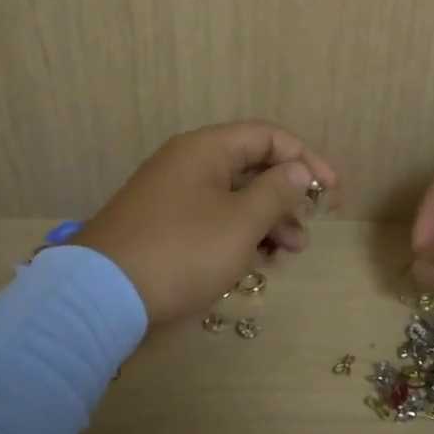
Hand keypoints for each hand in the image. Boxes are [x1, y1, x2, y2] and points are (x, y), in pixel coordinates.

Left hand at [73, 121, 338, 326]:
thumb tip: (297, 172)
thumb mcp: (240, 222)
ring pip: (235, 198)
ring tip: (290, 253)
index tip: (331, 192)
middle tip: (309, 228)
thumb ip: (276, 192)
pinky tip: (259, 262)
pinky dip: (240, 236)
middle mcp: (189, 164)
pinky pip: (214, 220)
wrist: (101, 296)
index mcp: (206, 149)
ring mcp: (174, 196)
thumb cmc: (182, 251)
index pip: (268, 137)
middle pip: (252, 167)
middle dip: (288, 197)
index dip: (306, 159)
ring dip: (268, 221)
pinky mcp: (165, 227)